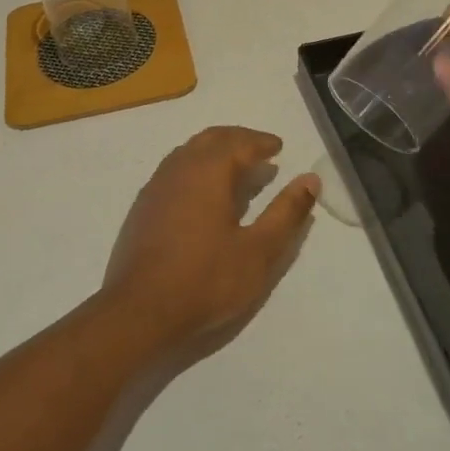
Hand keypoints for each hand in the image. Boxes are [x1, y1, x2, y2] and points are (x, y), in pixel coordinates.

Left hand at [100, 127, 318, 359]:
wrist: (139, 311)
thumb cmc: (206, 280)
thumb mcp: (258, 251)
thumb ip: (286, 213)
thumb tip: (310, 179)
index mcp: (209, 171)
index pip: (239, 143)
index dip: (261, 142)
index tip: (278, 146)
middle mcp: (180, 168)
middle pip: (211, 139)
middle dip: (238, 139)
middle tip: (260, 149)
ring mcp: (156, 186)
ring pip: (189, 151)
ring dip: (214, 150)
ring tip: (235, 166)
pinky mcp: (143, 206)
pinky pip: (174, 169)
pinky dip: (195, 166)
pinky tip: (202, 191)